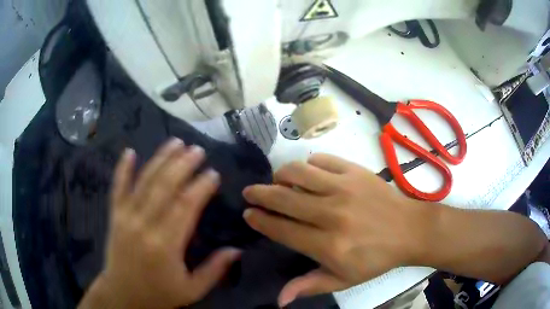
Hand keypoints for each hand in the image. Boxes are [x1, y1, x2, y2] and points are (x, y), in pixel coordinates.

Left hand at [79, 139, 240, 308]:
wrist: (123, 295)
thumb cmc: (159, 294)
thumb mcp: (192, 290)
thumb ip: (214, 270)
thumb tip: (237, 250)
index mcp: (166, 245)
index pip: (186, 207)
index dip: (200, 187)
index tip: (213, 173)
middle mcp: (144, 225)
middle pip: (164, 187)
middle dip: (182, 165)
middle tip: (197, 149)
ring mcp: (126, 217)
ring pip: (144, 182)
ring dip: (160, 159)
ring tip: (175, 142)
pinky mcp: (114, 216)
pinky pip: (117, 188)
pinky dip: (122, 169)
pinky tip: (129, 151)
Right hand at [242, 154, 426, 306]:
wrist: (409, 229)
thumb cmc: (376, 258)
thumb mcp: (343, 280)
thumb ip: (309, 286)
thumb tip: (278, 299)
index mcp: (328, 246)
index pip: (282, 230)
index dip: (261, 221)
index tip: (248, 215)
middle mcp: (332, 214)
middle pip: (284, 199)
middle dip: (260, 194)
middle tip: (250, 193)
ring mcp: (344, 188)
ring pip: (298, 173)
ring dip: (280, 175)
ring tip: (277, 181)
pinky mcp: (355, 171)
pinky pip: (321, 160)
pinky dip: (309, 165)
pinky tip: (308, 173)